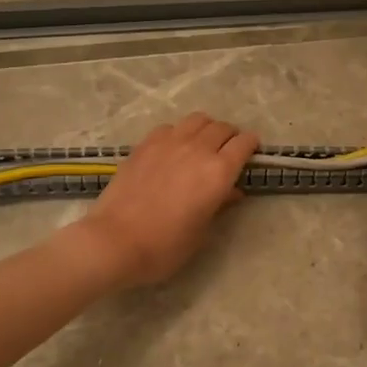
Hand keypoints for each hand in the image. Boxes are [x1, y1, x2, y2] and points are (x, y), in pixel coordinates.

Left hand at [78, 113, 259, 287]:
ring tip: (203, 144)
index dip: (251, 145)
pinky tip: (173, 148)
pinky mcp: (145, 144)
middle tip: (228, 151)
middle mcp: (198, 149)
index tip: (251, 153)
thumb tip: (232, 191)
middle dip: (230, 136)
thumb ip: (219, 204)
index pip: (244, 143)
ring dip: (206, 129)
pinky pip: (170, 127)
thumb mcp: (201, 232)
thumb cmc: (164, 246)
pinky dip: (179, 133)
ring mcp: (169, 142)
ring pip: (197, 120)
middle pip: (222, 127)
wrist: (114, 241)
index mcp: (218, 172)